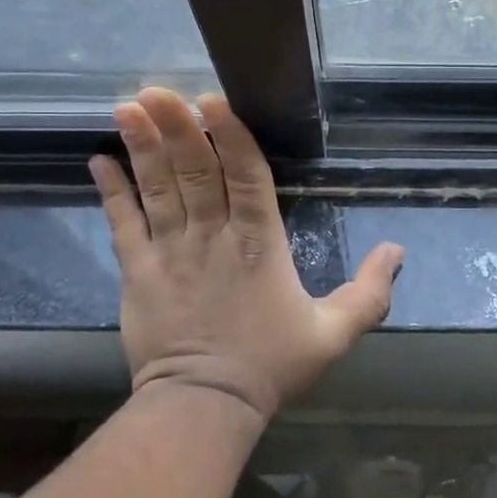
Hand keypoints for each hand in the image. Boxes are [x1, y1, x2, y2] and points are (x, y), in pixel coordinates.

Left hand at [90, 89, 403, 421]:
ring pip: (157, 189)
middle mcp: (212, 236)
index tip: (211, 100)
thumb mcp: (334, 333)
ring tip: (126, 107)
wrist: (204, 408)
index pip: (245, 176)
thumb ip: (370, 292)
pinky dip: (111, 193)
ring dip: (142, 147)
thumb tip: (397, 250)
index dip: (229, 135)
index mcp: (260, 243)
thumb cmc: (270, 365)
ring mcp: (170, 252)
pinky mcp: (138, 272)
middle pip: (195, 172)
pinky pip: (123, 225)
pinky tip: (99, 161)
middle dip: (177, 128)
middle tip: (156, 89)